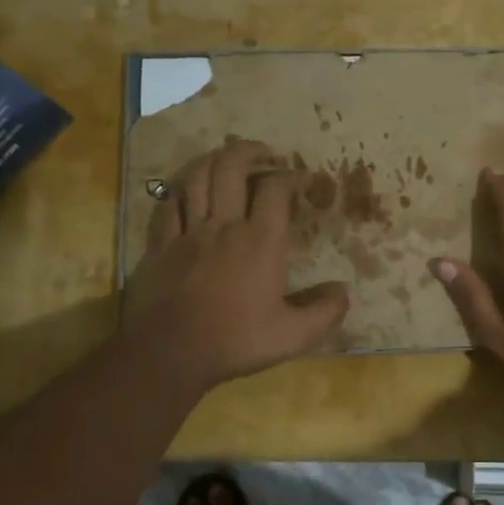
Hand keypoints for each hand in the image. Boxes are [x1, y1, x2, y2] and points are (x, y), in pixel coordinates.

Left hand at [124, 140, 348, 391]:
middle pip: (231, 167)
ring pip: (196, 177)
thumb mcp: (293, 336)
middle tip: (264, 153)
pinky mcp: (159, 244)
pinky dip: (180, 188)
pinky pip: (167, 203)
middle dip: (249, 151)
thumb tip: (344, 290)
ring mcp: (187, 232)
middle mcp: (224, 226)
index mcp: (260, 242)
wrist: (169, 354)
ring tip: (226, 159)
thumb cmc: (235, 341)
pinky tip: (187, 189)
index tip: (303, 178)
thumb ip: (325, 312)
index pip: (276, 189)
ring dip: (213, 159)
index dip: (292, 175)